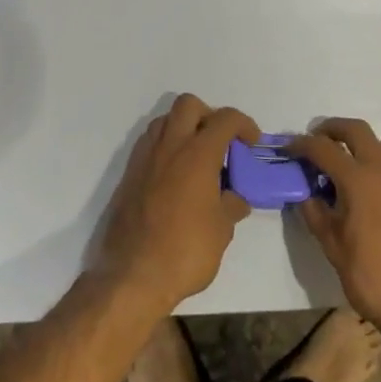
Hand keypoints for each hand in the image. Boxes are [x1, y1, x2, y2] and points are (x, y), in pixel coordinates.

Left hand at [92, 94, 257, 316]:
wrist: (131, 276)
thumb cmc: (184, 252)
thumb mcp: (221, 231)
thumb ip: (231, 205)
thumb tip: (234, 197)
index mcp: (198, 154)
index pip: (225, 119)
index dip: (244, 124)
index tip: (252, 143)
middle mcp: (169, 146)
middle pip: (189, 104)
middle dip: (209, 115)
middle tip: (220, 143)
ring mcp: (145, 157)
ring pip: (165, 120)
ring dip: (184, 128)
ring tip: (197, 158)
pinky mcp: (128, 174)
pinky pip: (149, 143)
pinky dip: (166, 147)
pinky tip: (175, 176)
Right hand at [287, 119, 380, 337]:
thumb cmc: (373, 279)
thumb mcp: (333, 249)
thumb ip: (317, 215)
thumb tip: (306, 195)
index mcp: (359, 180)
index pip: (324, 148)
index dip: (302, 145)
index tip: (288, 149)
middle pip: (357, 130)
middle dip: (332, 129)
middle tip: (315, 141)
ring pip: (379, 145)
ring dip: (357, 144)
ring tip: (340, 167)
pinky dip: (373, 164)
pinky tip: (364, 192)